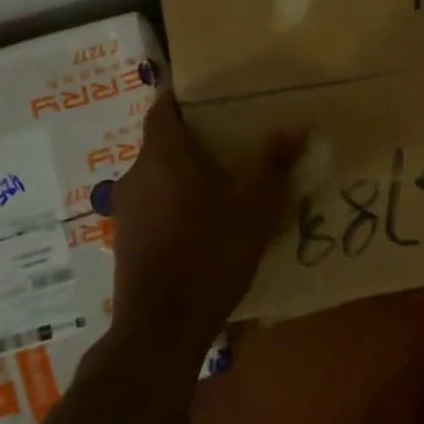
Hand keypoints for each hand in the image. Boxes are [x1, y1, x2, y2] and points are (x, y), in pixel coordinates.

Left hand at [109, 93, 303, 359]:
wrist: (160, 329)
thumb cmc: (208, 257)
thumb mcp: (253, 211)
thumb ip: (273, 166)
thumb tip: (296, 126)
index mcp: (162, 158)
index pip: (162, 109)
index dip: (182, 97)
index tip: (209, 95)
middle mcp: (135, 176)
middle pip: (161, 143)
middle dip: (193, 138)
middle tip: (232, 139)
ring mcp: (126, 210)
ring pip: (157, 176)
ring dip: (185, 173)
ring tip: (224, 180)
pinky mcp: (126, 240)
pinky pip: (153, 204)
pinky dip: (175, 201)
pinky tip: (204, 221)